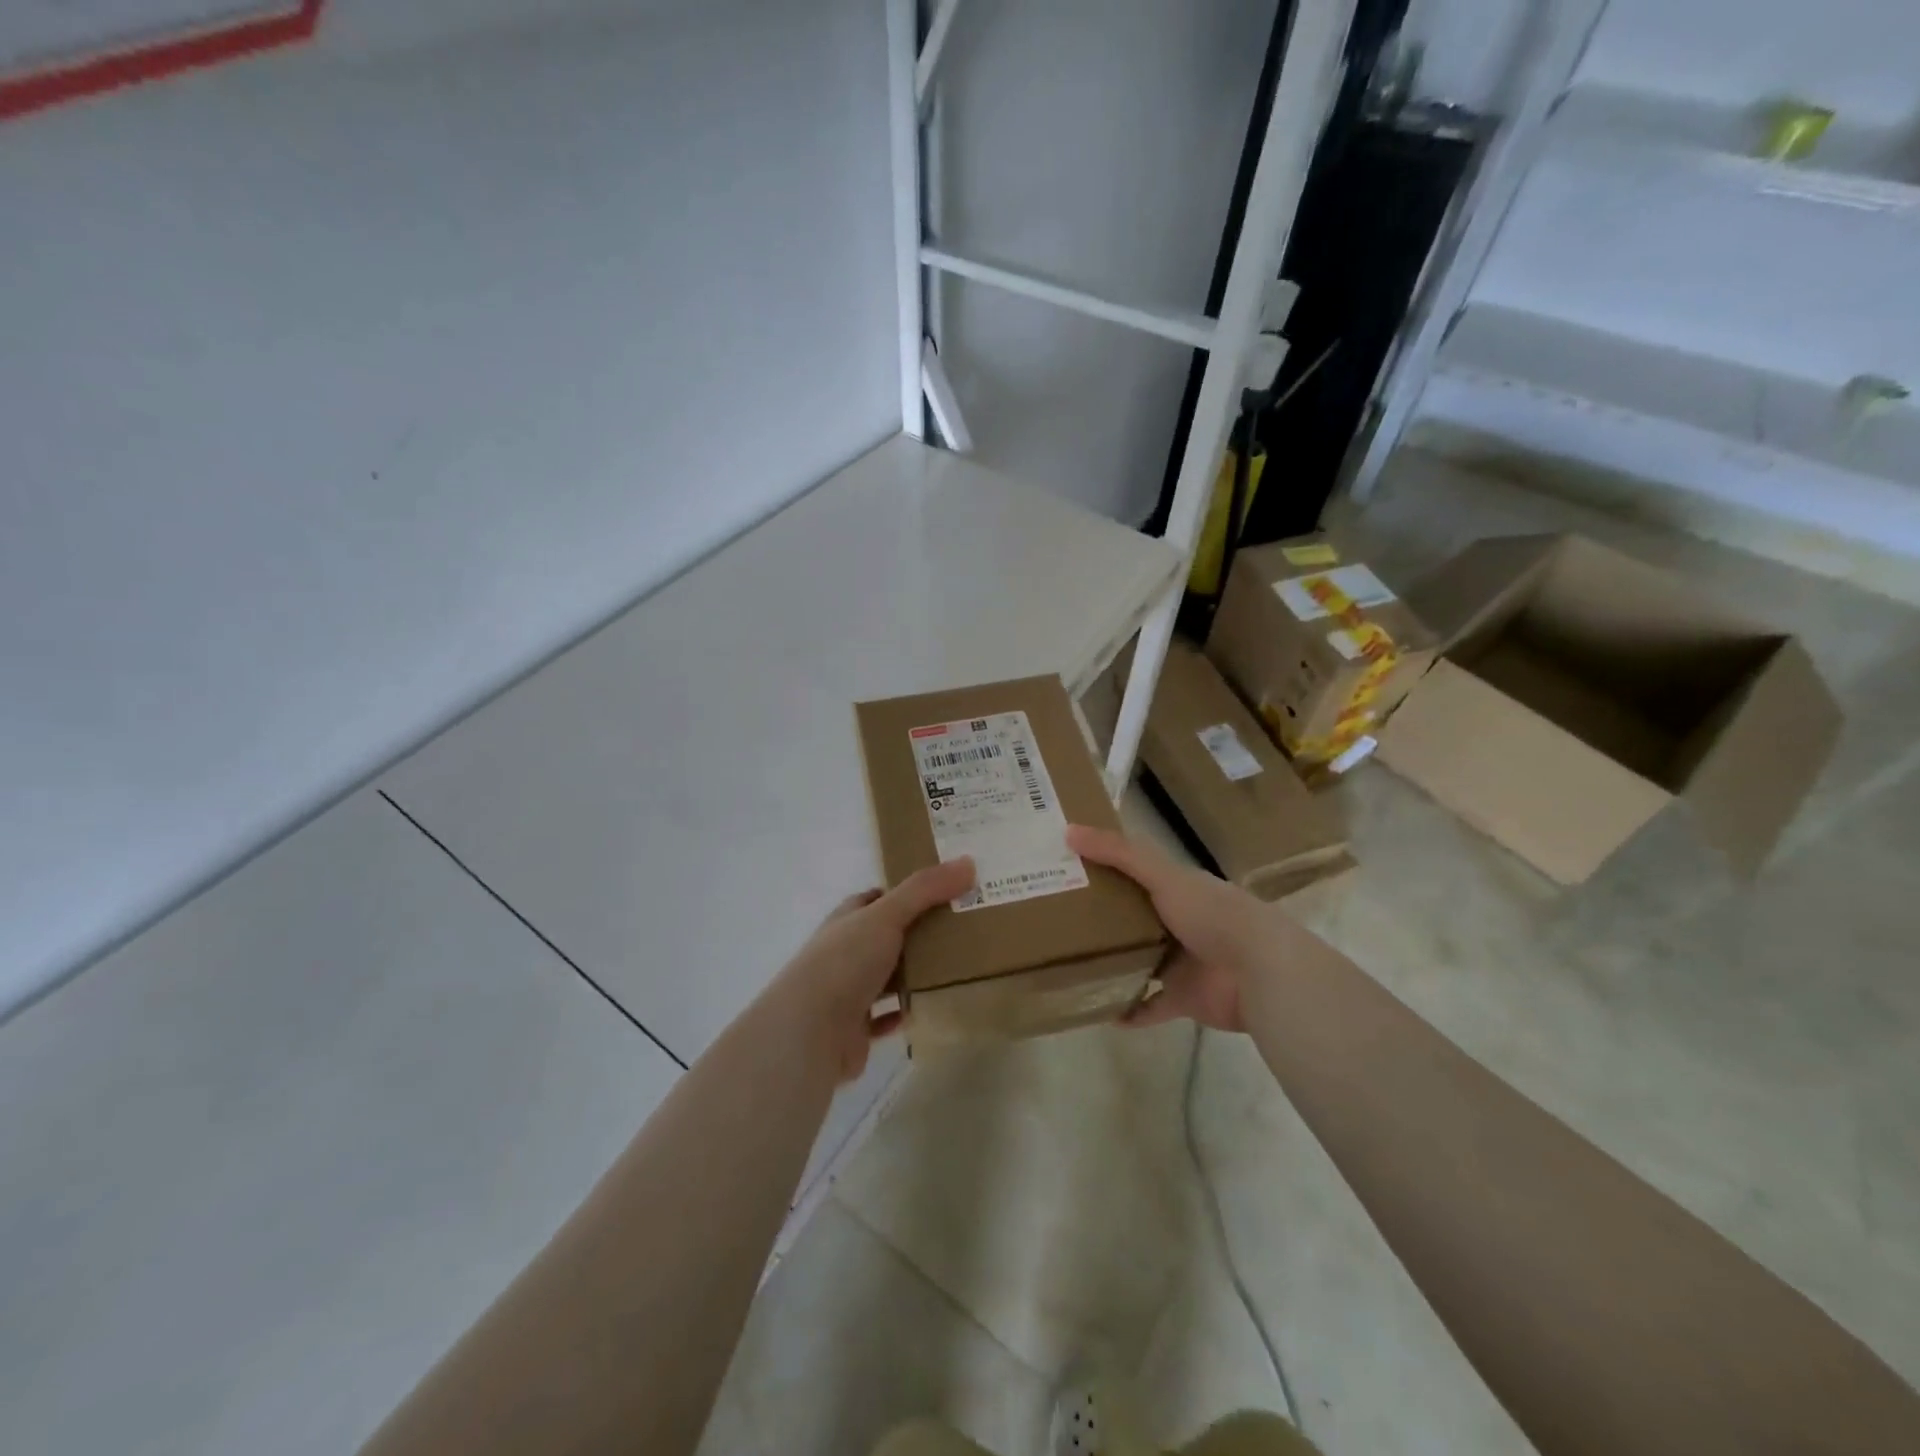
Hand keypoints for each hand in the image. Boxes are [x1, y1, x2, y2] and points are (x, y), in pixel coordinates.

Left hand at [764, 858, 974, 1083]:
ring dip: (912, 973)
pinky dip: (903, 1011)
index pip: (876, 898)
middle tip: (962, 928)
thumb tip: (968, 862)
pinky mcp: (854, 1028)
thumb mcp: (886, 916)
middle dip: (917, 932)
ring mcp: (846, 991)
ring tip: (956, 966)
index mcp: (847, 920)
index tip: (944, 890)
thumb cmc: (844, 963)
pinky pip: (885, 1016)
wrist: (809, 1033)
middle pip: (885, 936)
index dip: (906, 892)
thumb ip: (925, 890)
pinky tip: (928, 1006)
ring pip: (886, 976)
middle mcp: (844, 952)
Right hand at [1066, 824, 1270, 1032]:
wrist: (1260, 972)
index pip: (1136, 873)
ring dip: (1113, 963)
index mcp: (1178, 888)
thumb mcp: (1162, 875)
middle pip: (1134, 918)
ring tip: (1069, 963)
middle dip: (1101, 918)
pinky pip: (1150, 1005)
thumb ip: (1119, 854)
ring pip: (1140, 961)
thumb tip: (1068, 831)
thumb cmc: (1212, 914)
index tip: (1067, 868)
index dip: (1104, 868)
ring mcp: (1182, 962)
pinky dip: (1130, 1009)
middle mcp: (1179, 922)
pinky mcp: (1184, 998)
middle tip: (1056, 918)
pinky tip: (1100, 1011)